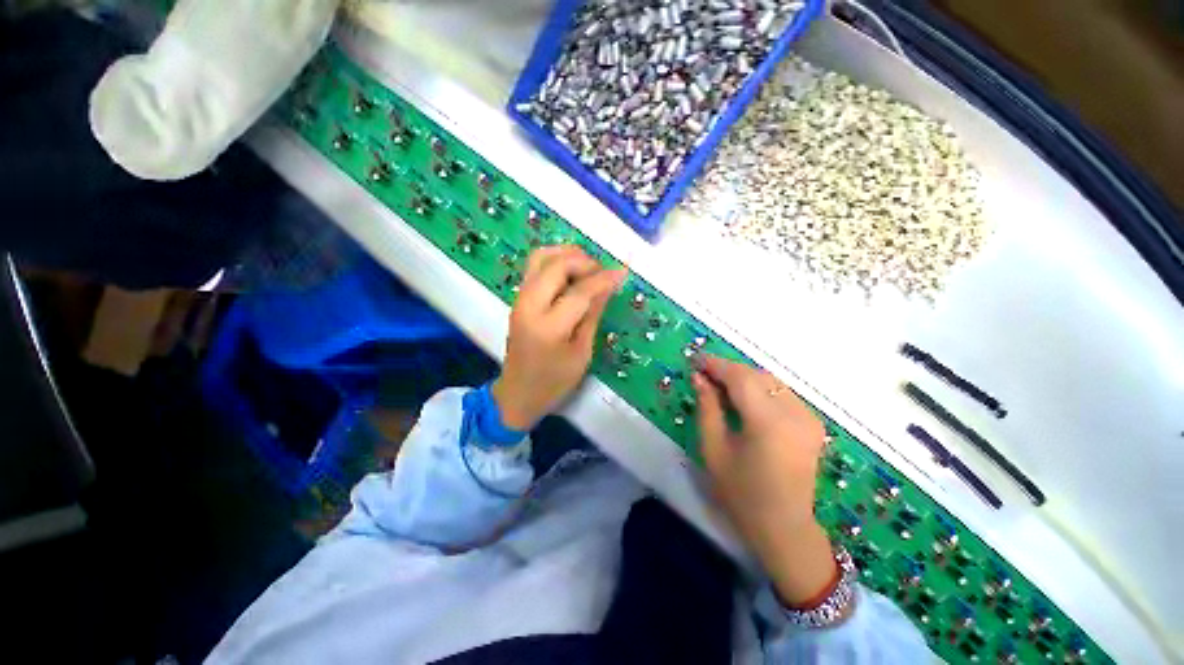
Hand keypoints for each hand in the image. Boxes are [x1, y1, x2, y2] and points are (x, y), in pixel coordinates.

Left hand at [492, 246, 626, 429]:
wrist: (517, 393)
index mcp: (549, 327)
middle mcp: (529, 306)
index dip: (604, 279)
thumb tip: (608, 285)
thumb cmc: (554, 382)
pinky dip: (555, 260)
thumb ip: (593, 314)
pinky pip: (535, 266)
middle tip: (603, 272)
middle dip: (584, 261)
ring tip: (588, 267)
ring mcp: (519, 299)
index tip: (623, 271)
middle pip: (557, 265)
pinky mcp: (518, 298)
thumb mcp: (582, 353)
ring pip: (541, 257)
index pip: (580, 292)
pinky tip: (571, 271)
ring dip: (567, 255)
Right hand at [692, 356, 838, 606]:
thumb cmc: (741, 493)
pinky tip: (744, 398)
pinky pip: (782, 393)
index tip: (696, 360)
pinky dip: (760, 388)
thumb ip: (707, 408)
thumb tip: (699, 378)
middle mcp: (794, 413)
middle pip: (757, 375)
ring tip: (720, 384)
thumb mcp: (714, 449)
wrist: (784, 527)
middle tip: (704, 374)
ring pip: (770, 381)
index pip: (740, 378)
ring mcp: (808, 418)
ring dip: (744, 378)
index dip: (716, 365)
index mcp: (768, 422)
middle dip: (728, 370)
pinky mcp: (813, 423)